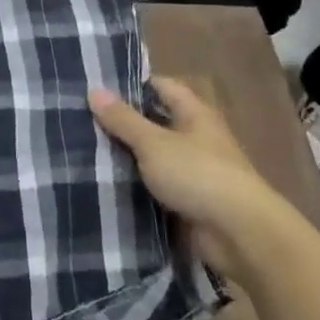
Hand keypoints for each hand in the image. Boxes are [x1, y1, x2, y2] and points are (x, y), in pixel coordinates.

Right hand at [89, 76, 299, 277]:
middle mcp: (196, 137)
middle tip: (80, 118)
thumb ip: (123, 119)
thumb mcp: (153, 143)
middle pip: (154, 121)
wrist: (240, 235)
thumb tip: (93, 90)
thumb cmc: (198, 174)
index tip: (96, 86)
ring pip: (152, 156)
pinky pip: (155, 186)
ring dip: (126, 156)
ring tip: (82, 148)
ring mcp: (193, 171)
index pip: (160, 86)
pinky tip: (103, 182)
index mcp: (194, 114)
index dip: (131, 84)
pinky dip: (134, 184)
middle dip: (122, 122)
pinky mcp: (187, 201)